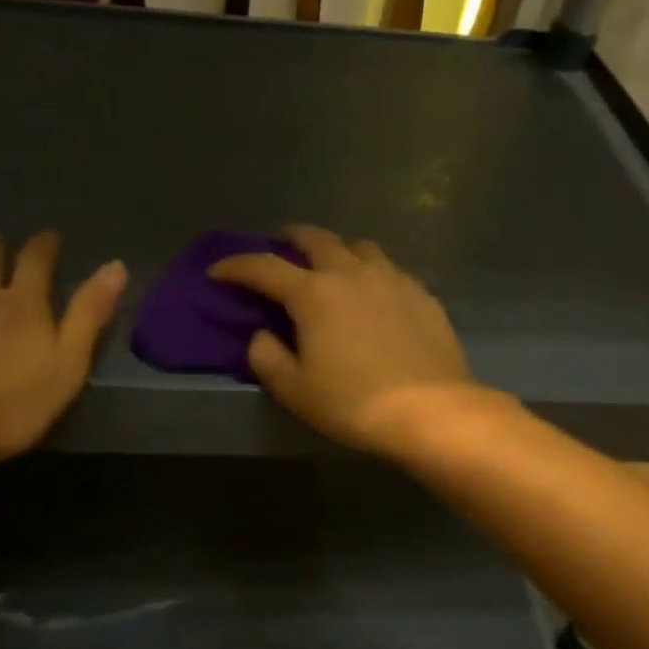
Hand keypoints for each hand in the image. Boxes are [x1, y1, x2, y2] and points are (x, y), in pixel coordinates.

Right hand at [207, 224, 496, 454]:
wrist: (431, 410)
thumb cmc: (354, 402)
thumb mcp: (294, 390)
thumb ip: (266, 357)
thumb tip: (261, 334)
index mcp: (314, 293)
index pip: (264, 267)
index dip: (235, 266)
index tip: (217, 271)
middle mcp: (351, 273)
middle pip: (316, 238)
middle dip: (291, 237)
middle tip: (279, 244)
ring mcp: (392, 278)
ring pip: (359, 246)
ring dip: (337, 249)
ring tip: (331, 265)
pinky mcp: (422, 293)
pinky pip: (390, 269)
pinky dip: (371, 272)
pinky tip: (374, 293)